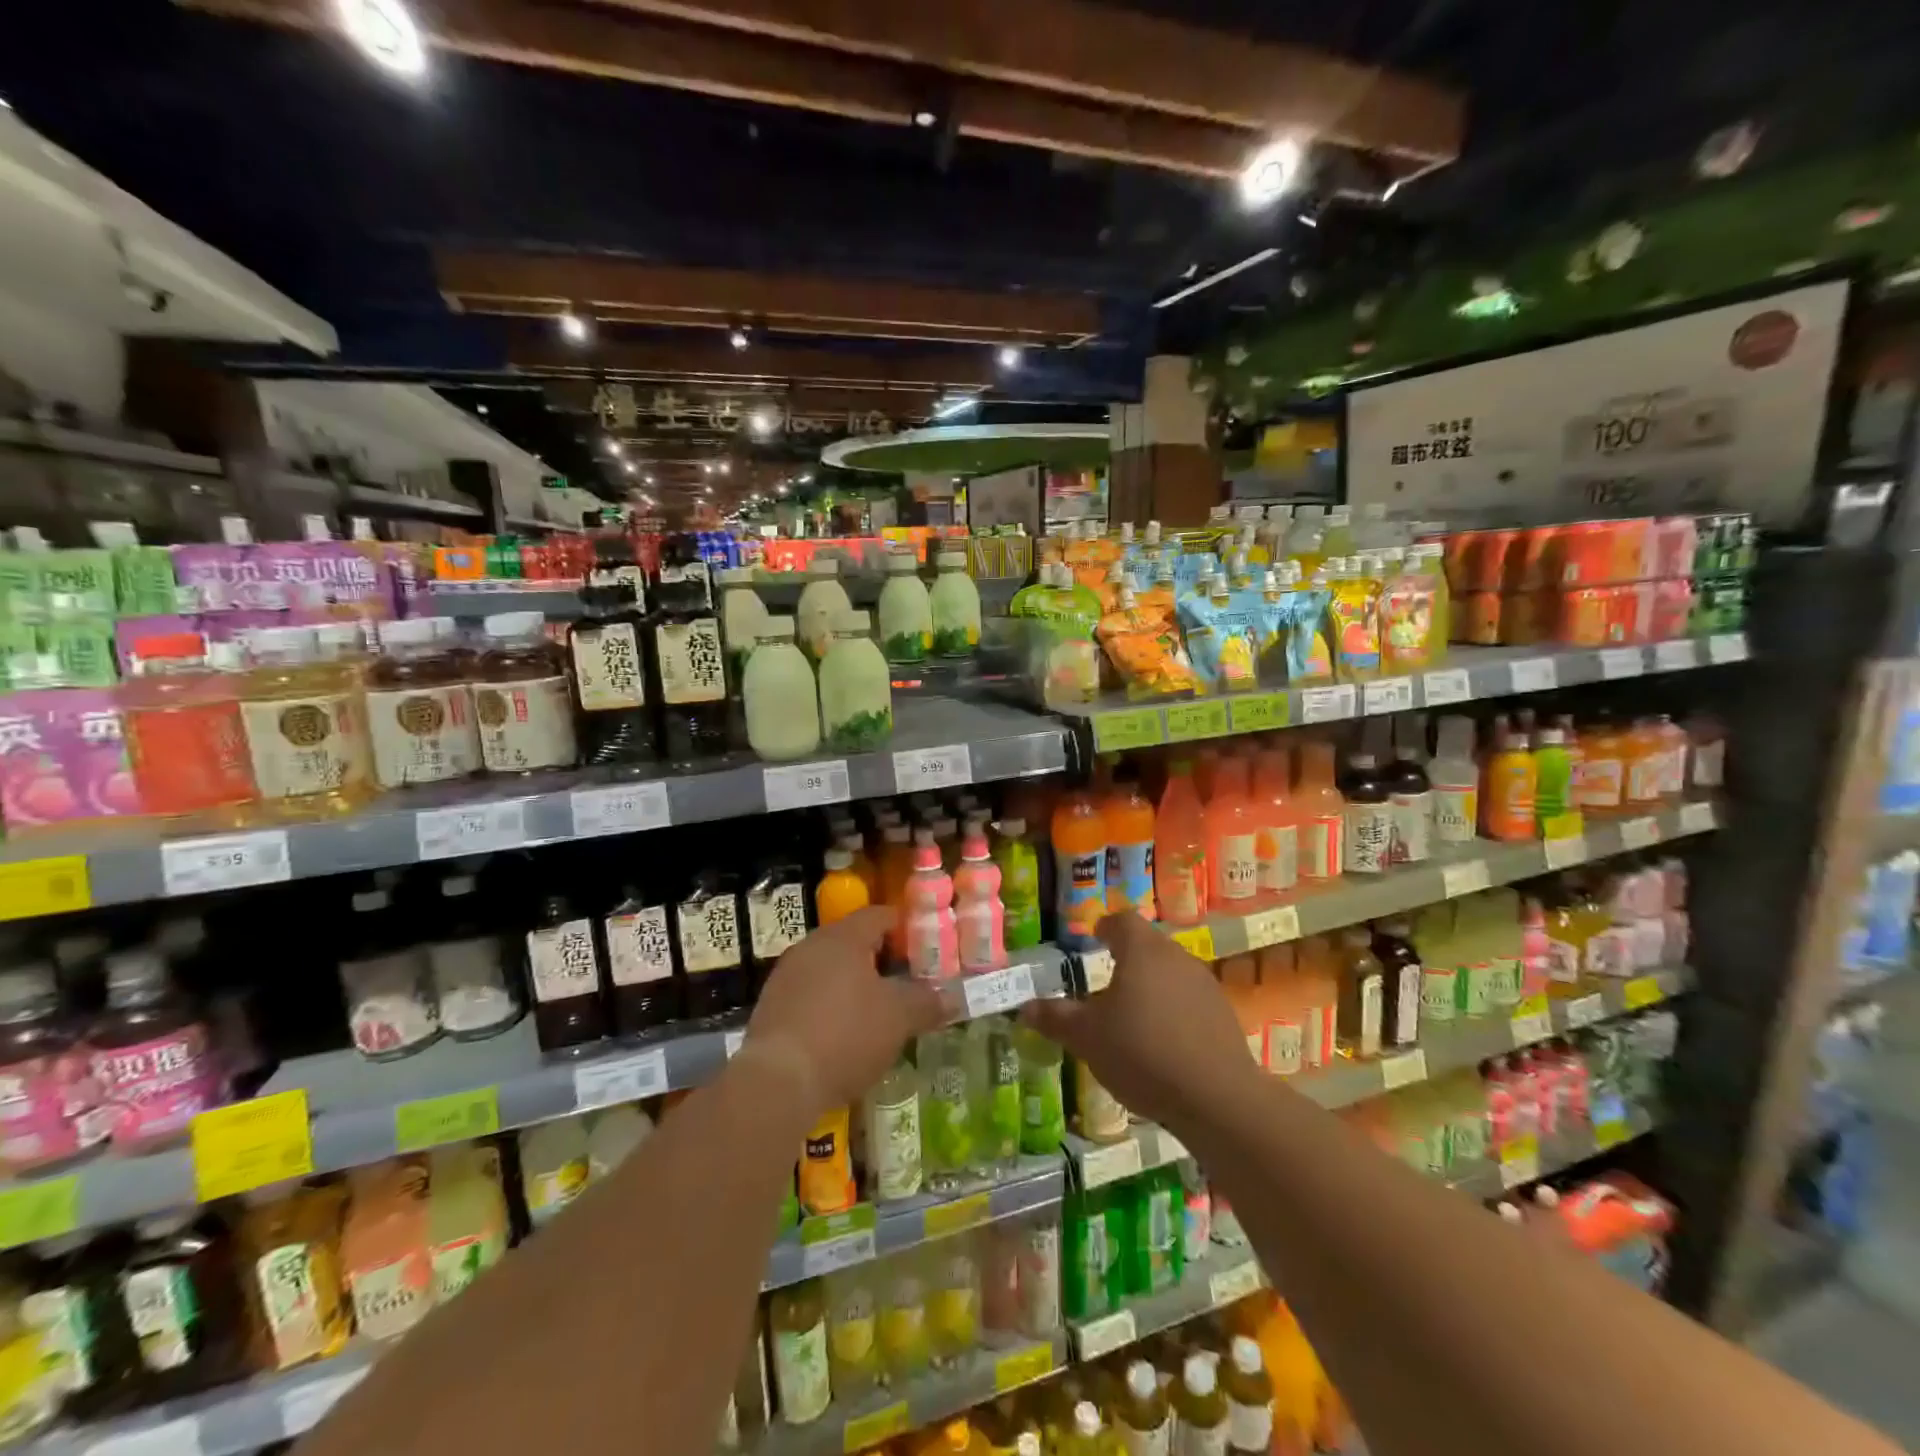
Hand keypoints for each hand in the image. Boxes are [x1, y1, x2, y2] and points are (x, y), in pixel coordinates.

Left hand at [743, 906, 945, 1118]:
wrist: (777, 1082)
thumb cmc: (846, 1035)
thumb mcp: (898, 1019)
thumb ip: (927, 1002)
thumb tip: (952, 998)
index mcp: (844, 937)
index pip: (880, 915)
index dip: (906, 929)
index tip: (925, 951)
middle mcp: (812, 946)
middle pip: (854, 941)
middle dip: (881, 960)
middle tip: (906, 983)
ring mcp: (786, 975)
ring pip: (831, 969)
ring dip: (855, 985)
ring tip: (878, 1012)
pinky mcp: (771, 1006)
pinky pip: (810, 994)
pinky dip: (831, 1005)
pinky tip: (844, 1035)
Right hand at [1022, 911, 1258, 1131]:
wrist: (1216, 1097)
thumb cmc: (1141, 1053)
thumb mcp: (1086, 1037)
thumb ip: (1055, 1018)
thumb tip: (1024, 1007)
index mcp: (1141, 950)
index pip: (1122, 921)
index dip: (1105, 926)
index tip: (1093, 936)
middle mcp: (1175, 956)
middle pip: (1148, 944)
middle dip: (1127, 956)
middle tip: (1106, 978)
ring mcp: (1204, 984)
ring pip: (1170, 971)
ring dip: (1151, 983)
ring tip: (1132, 1011)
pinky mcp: (1223, 1014)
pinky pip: (1189, 999)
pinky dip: (1173, 1008)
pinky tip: (1163, 1039)